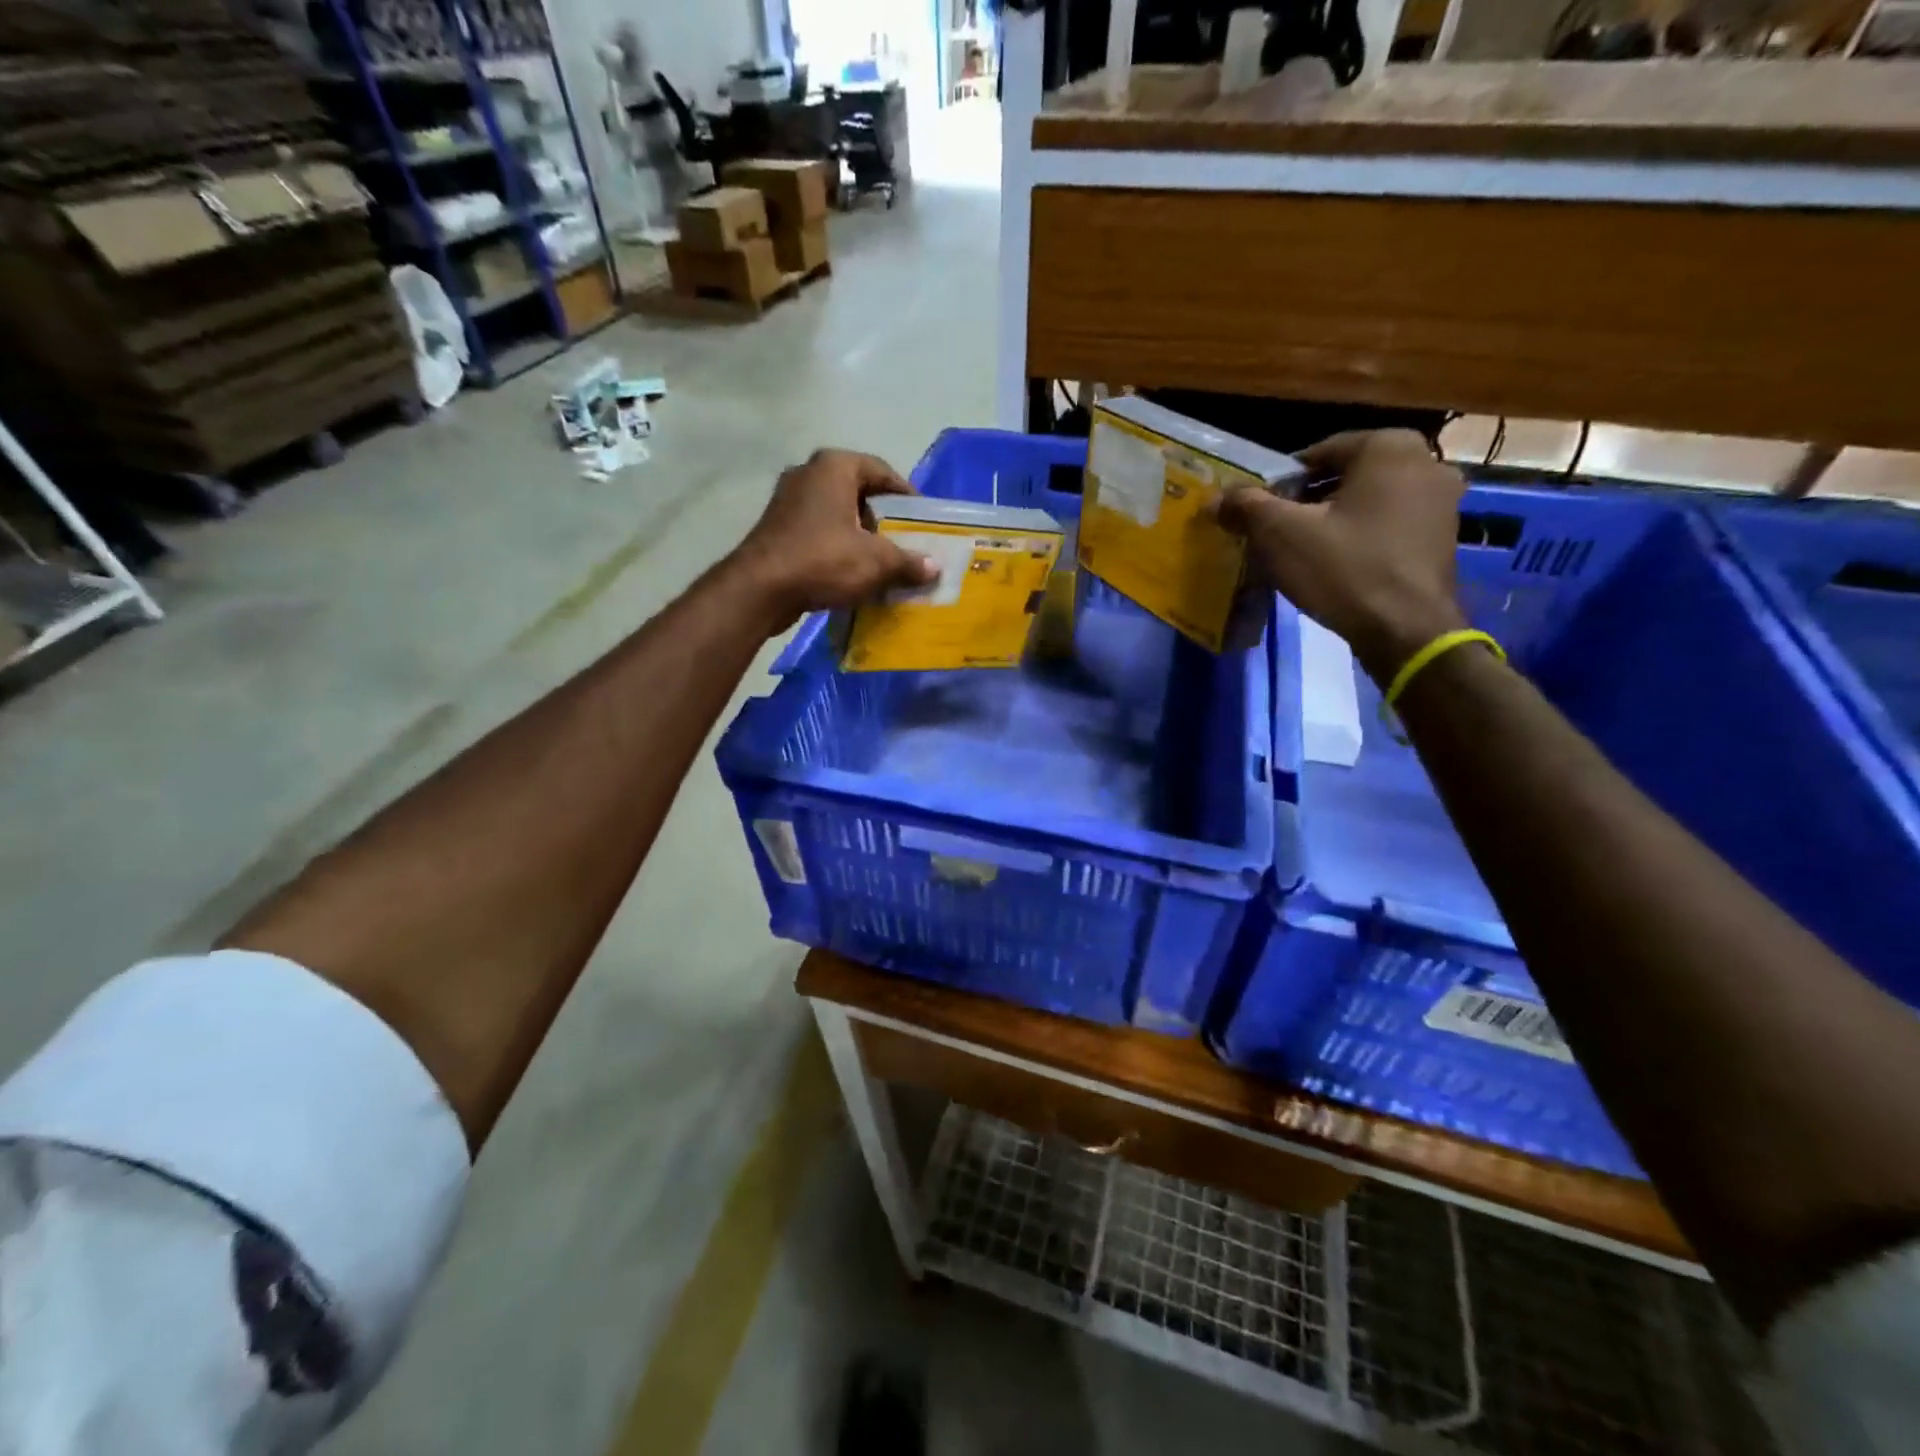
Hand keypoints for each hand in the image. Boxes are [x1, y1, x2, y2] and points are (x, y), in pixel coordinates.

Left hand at [728, 449, 938, 629]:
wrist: (760, 589)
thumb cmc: (824, 560)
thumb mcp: (877, 562)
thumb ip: (909, 562)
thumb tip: (934, 567)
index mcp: (835, 466)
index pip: (882, 471)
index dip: (906, 496)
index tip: (922, 520)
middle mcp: (809, 473)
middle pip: (858, 492)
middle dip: (883, 517)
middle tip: (904, 541)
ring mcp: (788, 500)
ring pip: (837, 513)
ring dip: (859, 534)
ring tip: (882, 560)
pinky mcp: (776, 528)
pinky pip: (818, 531)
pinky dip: (837, 546)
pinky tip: (852, 572)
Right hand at [1219, 429, 1467, 681]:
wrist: (1406, 630)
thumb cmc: (1344, 569)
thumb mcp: (1280, 534)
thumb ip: (1246, 506)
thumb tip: (1216, 498)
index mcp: (1389, 446)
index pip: (1315, 454)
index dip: (1279, 484)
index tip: (1257, 514)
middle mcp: (1425, 462)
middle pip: (1343, 477)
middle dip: (1305, 503)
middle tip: (1274, 534)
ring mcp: (1442, 501)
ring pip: (1365, 502)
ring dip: (1331, 521)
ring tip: (1300, 553)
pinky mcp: (1442, 537)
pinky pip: (1387, 526)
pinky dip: (1359, 538)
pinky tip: (1335, 567)